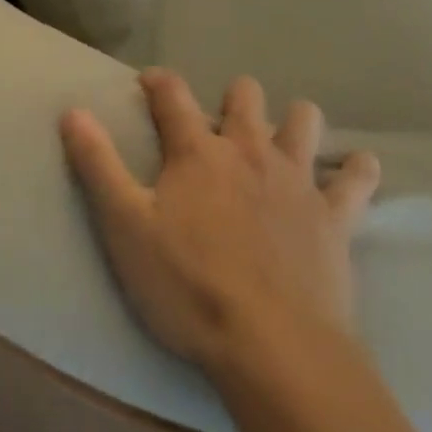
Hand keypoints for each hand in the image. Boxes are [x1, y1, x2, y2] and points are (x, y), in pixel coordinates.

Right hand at [61, 70, 379, 375]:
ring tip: (284, 141)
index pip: (172, 93)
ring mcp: (296, 179)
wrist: (274, 349)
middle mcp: (249, 149)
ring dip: (294, 122)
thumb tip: (72, 110)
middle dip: (233, 98)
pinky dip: (357, 171)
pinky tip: (358, 169)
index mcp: (198, 151)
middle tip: (221, 124)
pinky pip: (357, 180)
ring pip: (302, 121)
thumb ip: (97, 165)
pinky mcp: (333, 216)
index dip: (158, 81)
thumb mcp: (126, 228)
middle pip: (244, 95)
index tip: (149, 83)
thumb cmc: (190, 288)